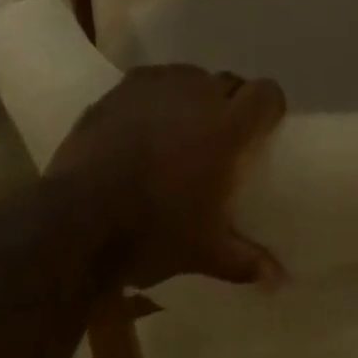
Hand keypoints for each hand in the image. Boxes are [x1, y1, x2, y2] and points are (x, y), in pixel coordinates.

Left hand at [47, 64, 287, 289]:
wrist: (79, 217)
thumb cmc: (151, 232)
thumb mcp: (203, 253)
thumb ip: (244, 259)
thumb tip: (279, 279)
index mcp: (226, 126)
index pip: (266, 93)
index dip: (269, 107)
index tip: (264, 129)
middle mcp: (200, 90)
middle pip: (229, 83)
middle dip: (230, 105)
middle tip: (218, 141)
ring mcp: (161, 81)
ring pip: (192, 78)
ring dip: (193, 100)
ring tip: (178, 133)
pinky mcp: (128, 83)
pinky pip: (156, 81)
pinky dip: (158, 98)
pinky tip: (143, 127)